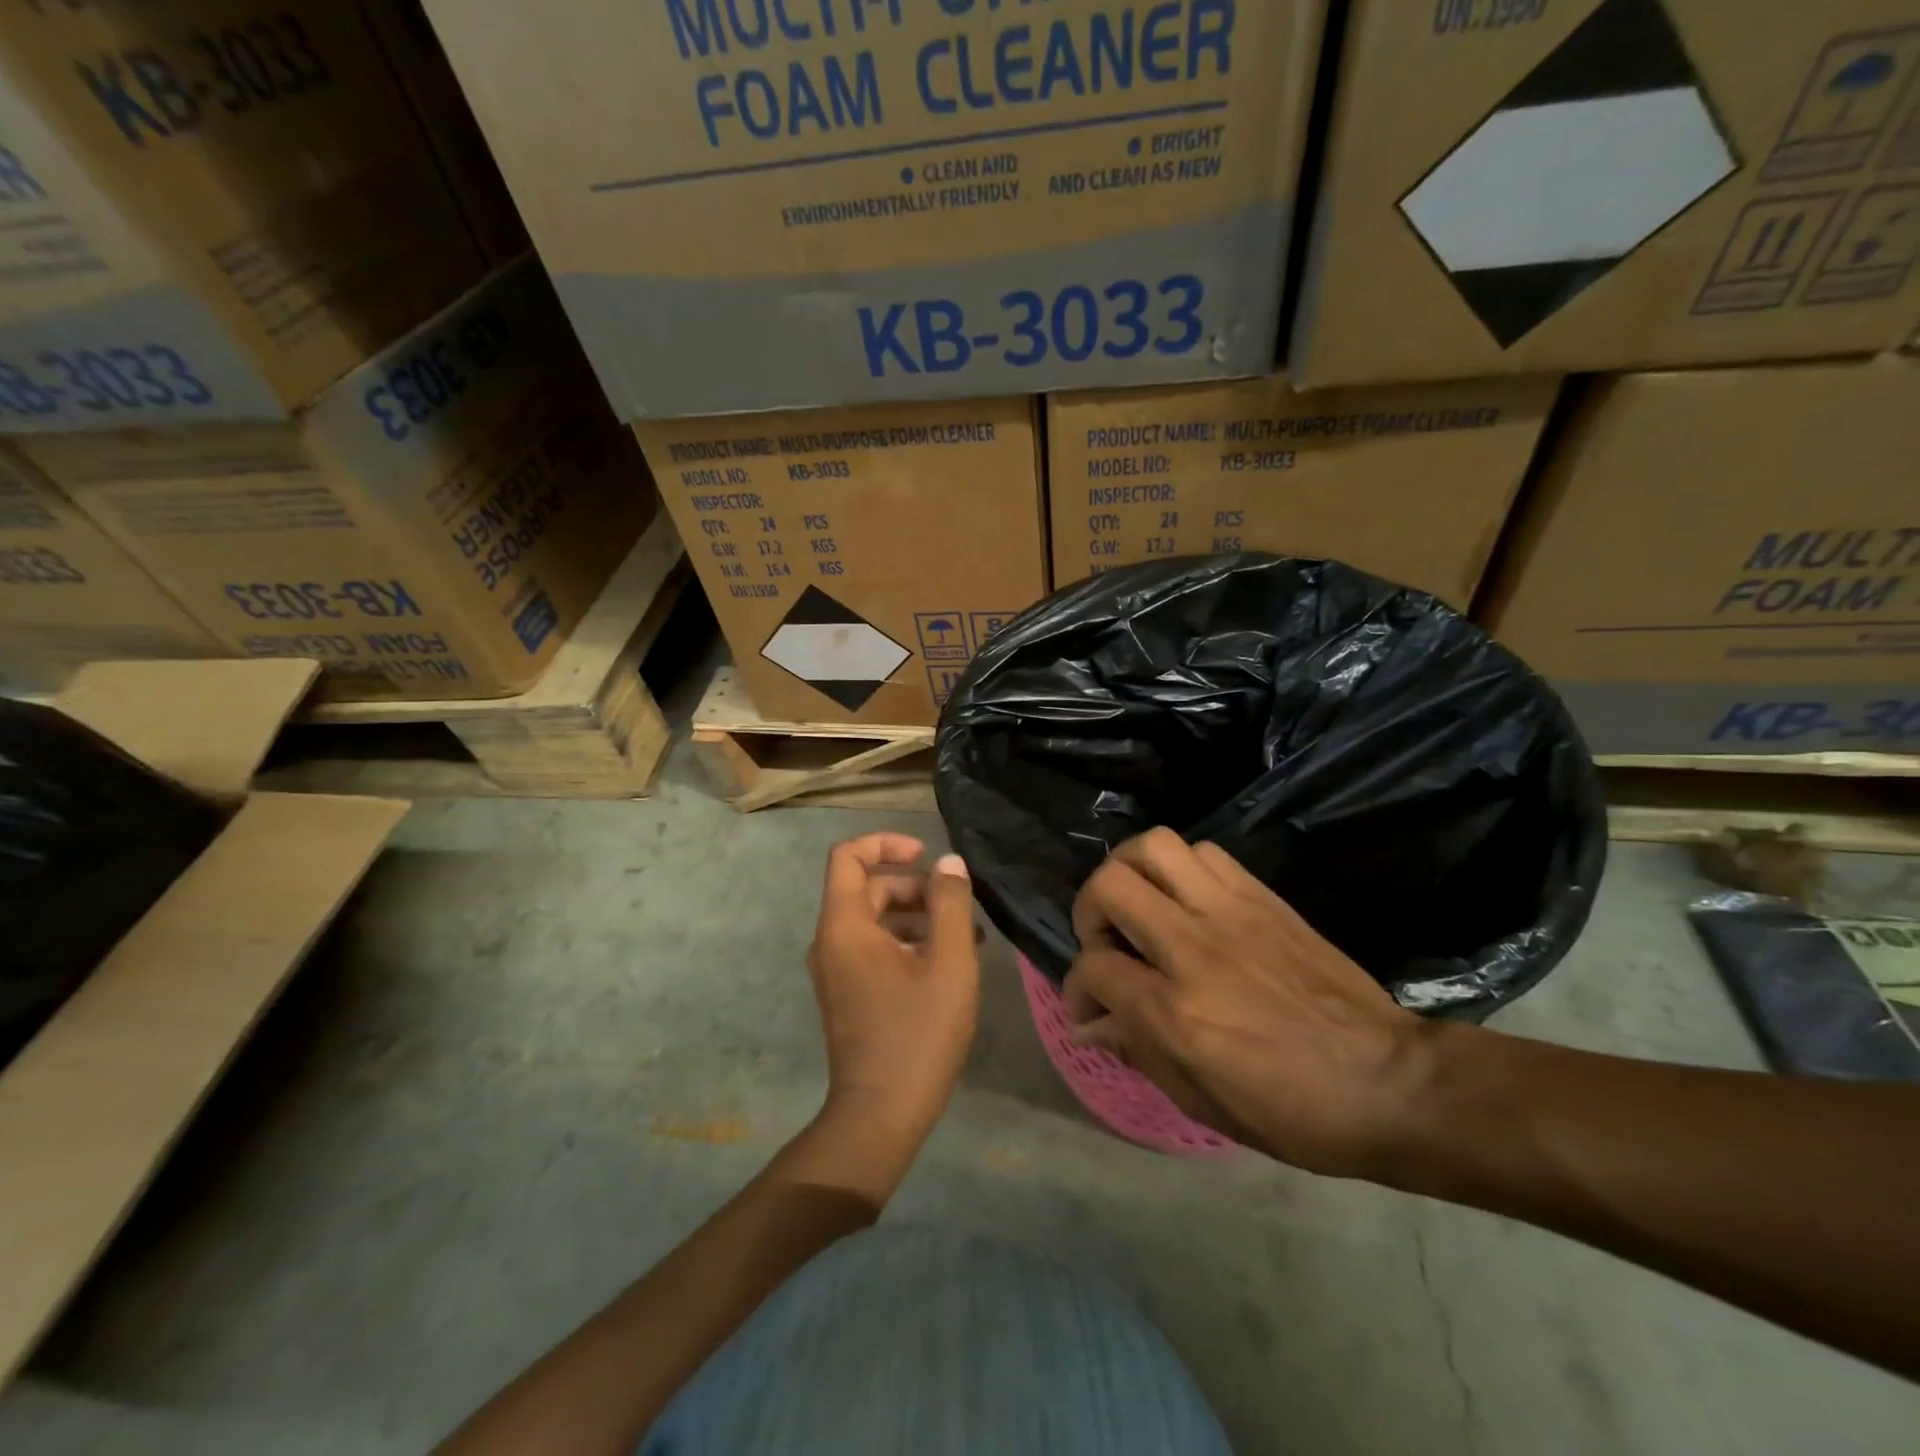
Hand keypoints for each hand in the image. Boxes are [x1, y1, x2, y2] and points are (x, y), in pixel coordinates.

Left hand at [807, 833, 979, 1141]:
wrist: (879, 1116)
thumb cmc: (917, 1034)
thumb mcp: (949, 964)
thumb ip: (951, 906)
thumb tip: (949, 863)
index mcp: (845, 926)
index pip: (849, 856)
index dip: (886, 843)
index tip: (926, 855)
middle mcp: (830, 942)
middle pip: (867, 888)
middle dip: (914, 887)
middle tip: (958, 906)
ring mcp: (836, 971)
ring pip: (874, 920)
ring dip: (916, 917)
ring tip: (965, 937)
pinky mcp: (847, 994)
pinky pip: (873, 949)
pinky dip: (906, 943)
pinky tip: (946, 965)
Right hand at [1063, 829, 1434, 1176]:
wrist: (1391, 1083)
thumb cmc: (1291, 1111)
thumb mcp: (1202, 1101)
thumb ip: (1137, 1049)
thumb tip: (1091, 1020)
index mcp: (1176, 1012)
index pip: (1095, 968)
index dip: (1078, 987)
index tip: (1089, 1005)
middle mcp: (1194, 948)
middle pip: (1111, 886)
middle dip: (1090, 909)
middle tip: (1105, 939)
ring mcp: (1231, 914)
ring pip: (1155, 847)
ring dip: (1131, 871)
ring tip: (1140, 903)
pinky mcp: (1263, 898)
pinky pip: (1205, 853)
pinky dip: (1181, 868)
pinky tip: (1188, 901)